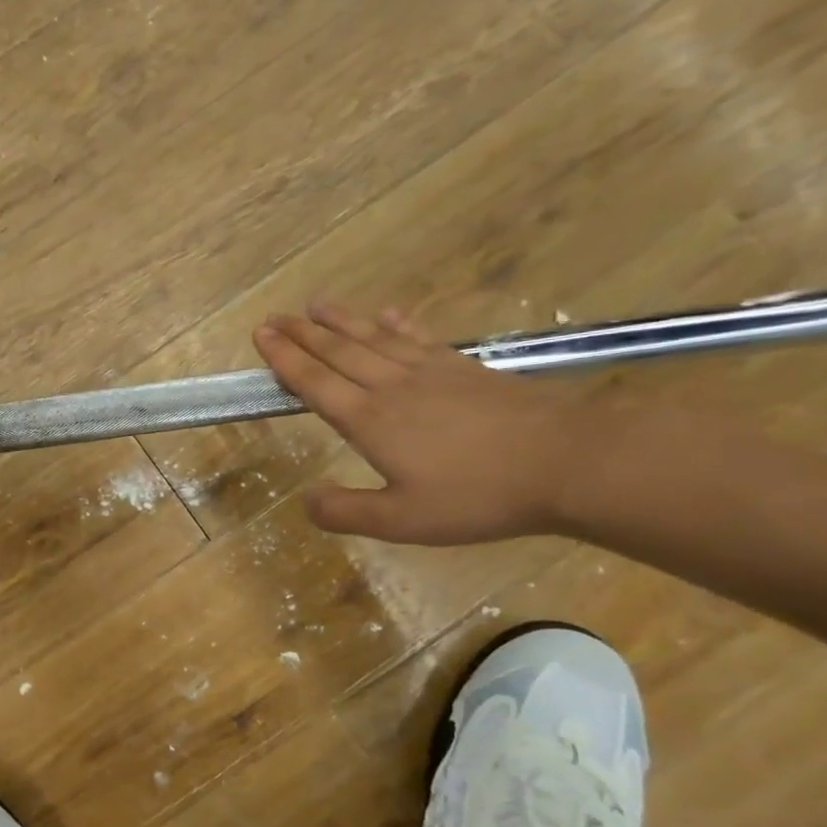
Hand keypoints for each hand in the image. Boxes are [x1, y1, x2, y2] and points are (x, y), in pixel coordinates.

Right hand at [253, 301, 584, 544]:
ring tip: (315, 305)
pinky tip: (388, 314)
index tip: (260, 335)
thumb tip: (305, 501)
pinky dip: (399, 324)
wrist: (566, 462)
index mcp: (370, 420)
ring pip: (374, 338)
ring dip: (341, 321)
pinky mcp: (465, 369)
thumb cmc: (478, 496)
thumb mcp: (402, 522)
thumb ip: (347, 512)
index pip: (315, 382)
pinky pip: (420, 339)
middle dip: (302, 334)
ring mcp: (431, 372)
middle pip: (338, 352)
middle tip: (274, 316)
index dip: (285, 359)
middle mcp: (392, 387)